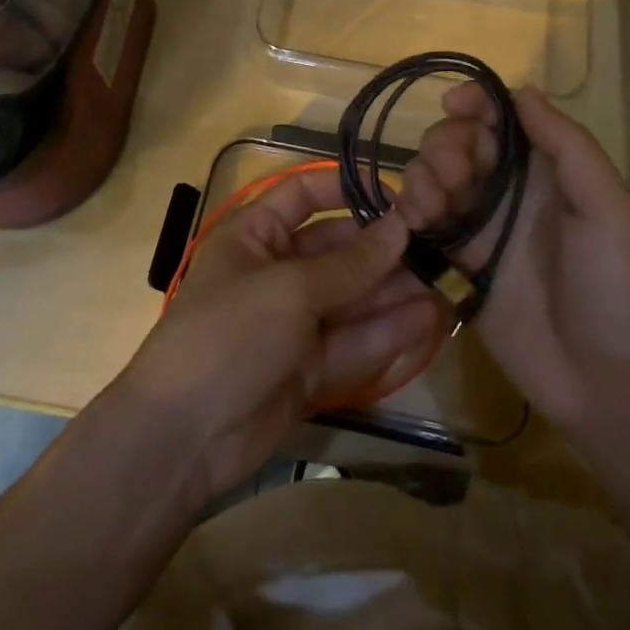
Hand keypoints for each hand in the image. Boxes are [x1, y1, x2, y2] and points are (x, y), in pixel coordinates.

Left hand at [119, 168, 444, 511]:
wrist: (183, 439)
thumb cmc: (229, 334)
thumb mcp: (290, 290)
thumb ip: (350, 265)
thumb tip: (401, 228)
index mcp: (254, 236)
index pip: (303, 196)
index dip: (346, 190)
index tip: (396, 197)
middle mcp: (276, 272)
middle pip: (336, 251)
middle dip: (383, 250)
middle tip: (438, 246)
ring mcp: (293, 324)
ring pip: (352, 299)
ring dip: (394, 292)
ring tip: (447, 281)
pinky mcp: (309, 369)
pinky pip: (354, 343)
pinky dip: (388, 332)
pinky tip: (430, 320)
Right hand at [399, 85, 629, 433]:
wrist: (608, 384)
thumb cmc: (619, 288)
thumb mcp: (609, 208)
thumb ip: (567, 146)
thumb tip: (524, 91)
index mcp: (544, 171)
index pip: (499, 118)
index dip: (474, 102)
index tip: (454, 106)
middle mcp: (507, 192)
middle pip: (457, 142)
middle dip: (444, 145)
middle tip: (452, 178)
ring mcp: (479, 229)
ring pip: (432, 178)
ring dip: (421, 176)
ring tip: (431, 207)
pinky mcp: (456, 266)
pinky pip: (421, 225)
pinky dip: (407, 212)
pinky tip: (412, 222)